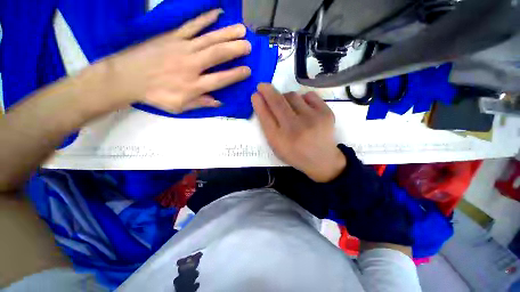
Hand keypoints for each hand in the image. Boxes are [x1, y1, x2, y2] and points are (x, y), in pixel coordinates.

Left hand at [105, 8, 251, 112]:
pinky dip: (205, 18)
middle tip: (248, 45)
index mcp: (194, 85)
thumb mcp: (179, 106)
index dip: (235, 75)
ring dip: (227, 33)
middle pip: (217, 55)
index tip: (248, 70)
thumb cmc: (156, 95)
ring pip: (209, 39)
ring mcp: (182, 48)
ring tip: (241, 29)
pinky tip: (217, 13)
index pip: (220, 79)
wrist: (126, 78)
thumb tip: (219, 102)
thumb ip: (200, 103)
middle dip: (235, 50)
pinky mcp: (172, 36)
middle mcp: (191, 65)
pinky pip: (191, 25)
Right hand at [252, 84, 345, 182]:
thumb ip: (268, 127)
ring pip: (292, 95)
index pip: (265, 116)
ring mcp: (312, 119)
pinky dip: (303, 99)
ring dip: (286, 98)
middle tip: (263, 86)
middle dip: (267, 90)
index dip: (258, 103)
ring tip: (290, 108)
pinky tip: (304, 109)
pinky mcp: (326, 113)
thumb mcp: (277, 146)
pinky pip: (309, 95)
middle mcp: (294, 129)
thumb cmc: (295, 154)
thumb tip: (263, 103)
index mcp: (280, 140)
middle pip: (277, 102)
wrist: (322, 160)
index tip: (255, 94)